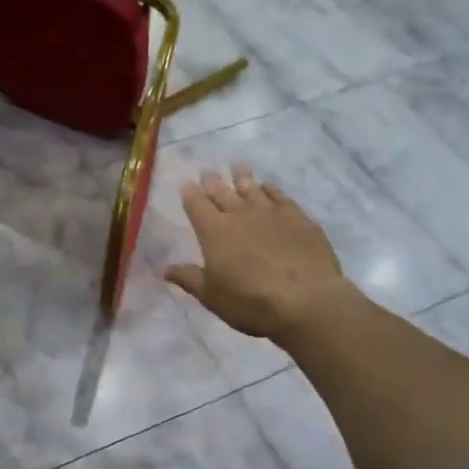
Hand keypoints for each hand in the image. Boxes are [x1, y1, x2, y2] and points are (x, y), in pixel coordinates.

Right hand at [163, 165, 354, 342]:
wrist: (306, 301)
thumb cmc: (250, 302)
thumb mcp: (212, 296)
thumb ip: (188, 278)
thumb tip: (162, 268)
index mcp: (213, 231)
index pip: (196, 205)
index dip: (190, 193)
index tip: (186, 184)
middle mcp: (239, 214)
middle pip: (222, 191)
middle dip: (212, 181)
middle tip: (208, 171)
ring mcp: (271, 212)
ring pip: (252, 187)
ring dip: (242, 177)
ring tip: (238, 167)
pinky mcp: (298, 218)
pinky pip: (280, 196)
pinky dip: (271, 190)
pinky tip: (269, 188)